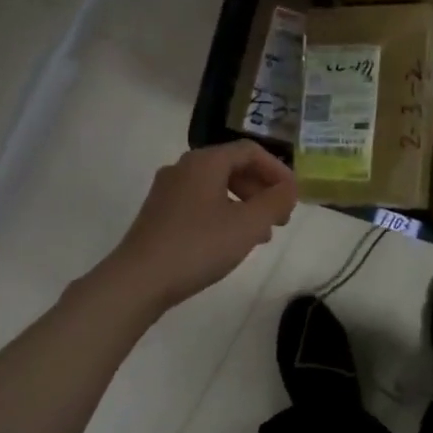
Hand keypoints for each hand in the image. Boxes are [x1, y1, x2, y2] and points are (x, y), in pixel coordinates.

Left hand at [101, 141, 297, 312]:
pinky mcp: (159, 214)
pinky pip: (201, 204)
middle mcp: (183, 168)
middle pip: (232, 167)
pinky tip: (231, 242)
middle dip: (262, 190)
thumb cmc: (199, 246)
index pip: (250, 151)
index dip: (278, 171)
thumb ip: (275, 203)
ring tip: (261, 235)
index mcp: (204, 162)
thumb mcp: (248, 225)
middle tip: (281, 218)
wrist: (139, 280)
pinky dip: (224, 215)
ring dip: (245, 205)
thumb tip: (290, 189)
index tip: (294, 197)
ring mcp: (167, 191)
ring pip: (217, 188)